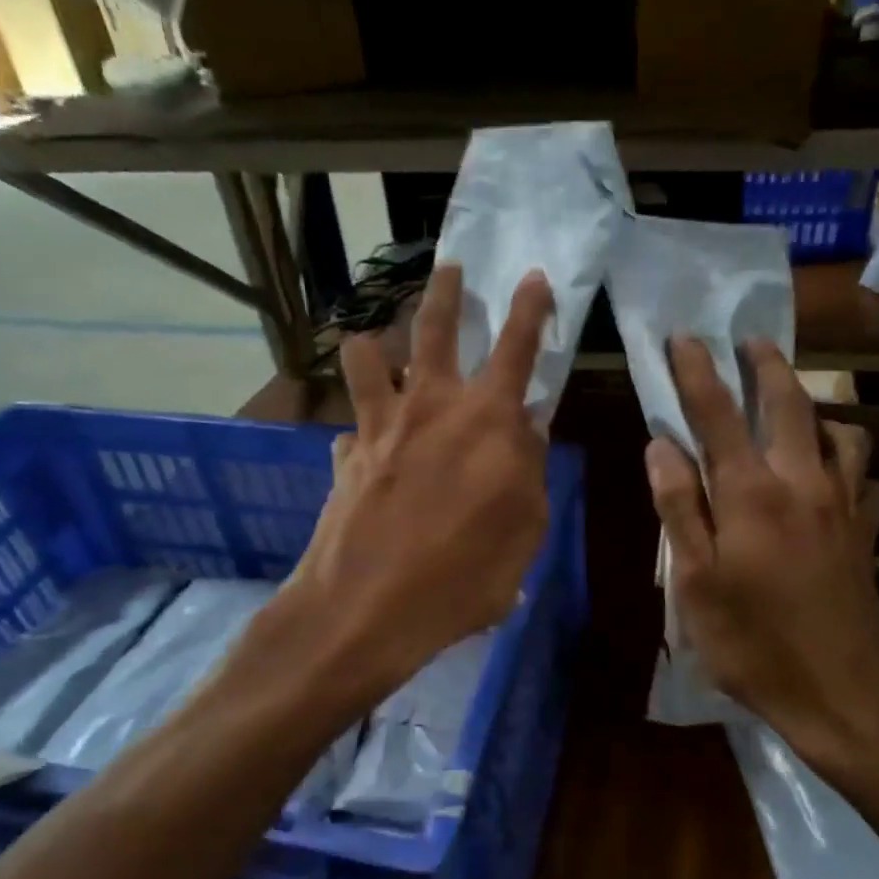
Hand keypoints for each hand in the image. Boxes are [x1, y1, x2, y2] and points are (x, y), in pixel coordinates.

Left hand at [286, 264, 553, 686]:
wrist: (368, 610)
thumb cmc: (464, 577)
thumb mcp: (525, 530)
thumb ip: (528, 471)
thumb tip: (526, 430)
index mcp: (486, 419)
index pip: (516, 346)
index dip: (529, 307)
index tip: (533, 277)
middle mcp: (429, 405)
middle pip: (433, 327)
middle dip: (445, 291)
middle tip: (450, 268)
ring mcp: (379, 426)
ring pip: (367, 357)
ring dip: (375, 342)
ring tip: (378, 344)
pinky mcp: (345, 457)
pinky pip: (351, 427)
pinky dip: (363, 430)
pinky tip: (366, 450)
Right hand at [645, 338, 878, 768]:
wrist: (841, 696)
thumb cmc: (753, 645)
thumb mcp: (694, 584)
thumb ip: (678, 508)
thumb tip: (661, 445)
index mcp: (752, 495)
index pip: (718, 414)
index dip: (697, 372)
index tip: (684, 338)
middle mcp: (804, 484)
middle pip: (788, 404)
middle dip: (765, 366)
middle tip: (748, 341)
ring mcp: (845, 507)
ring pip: (839, 433)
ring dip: (814, 409)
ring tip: (793, 409)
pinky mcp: (867, 534)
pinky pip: (866, 479)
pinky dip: (848, 465)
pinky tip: (836, 478)